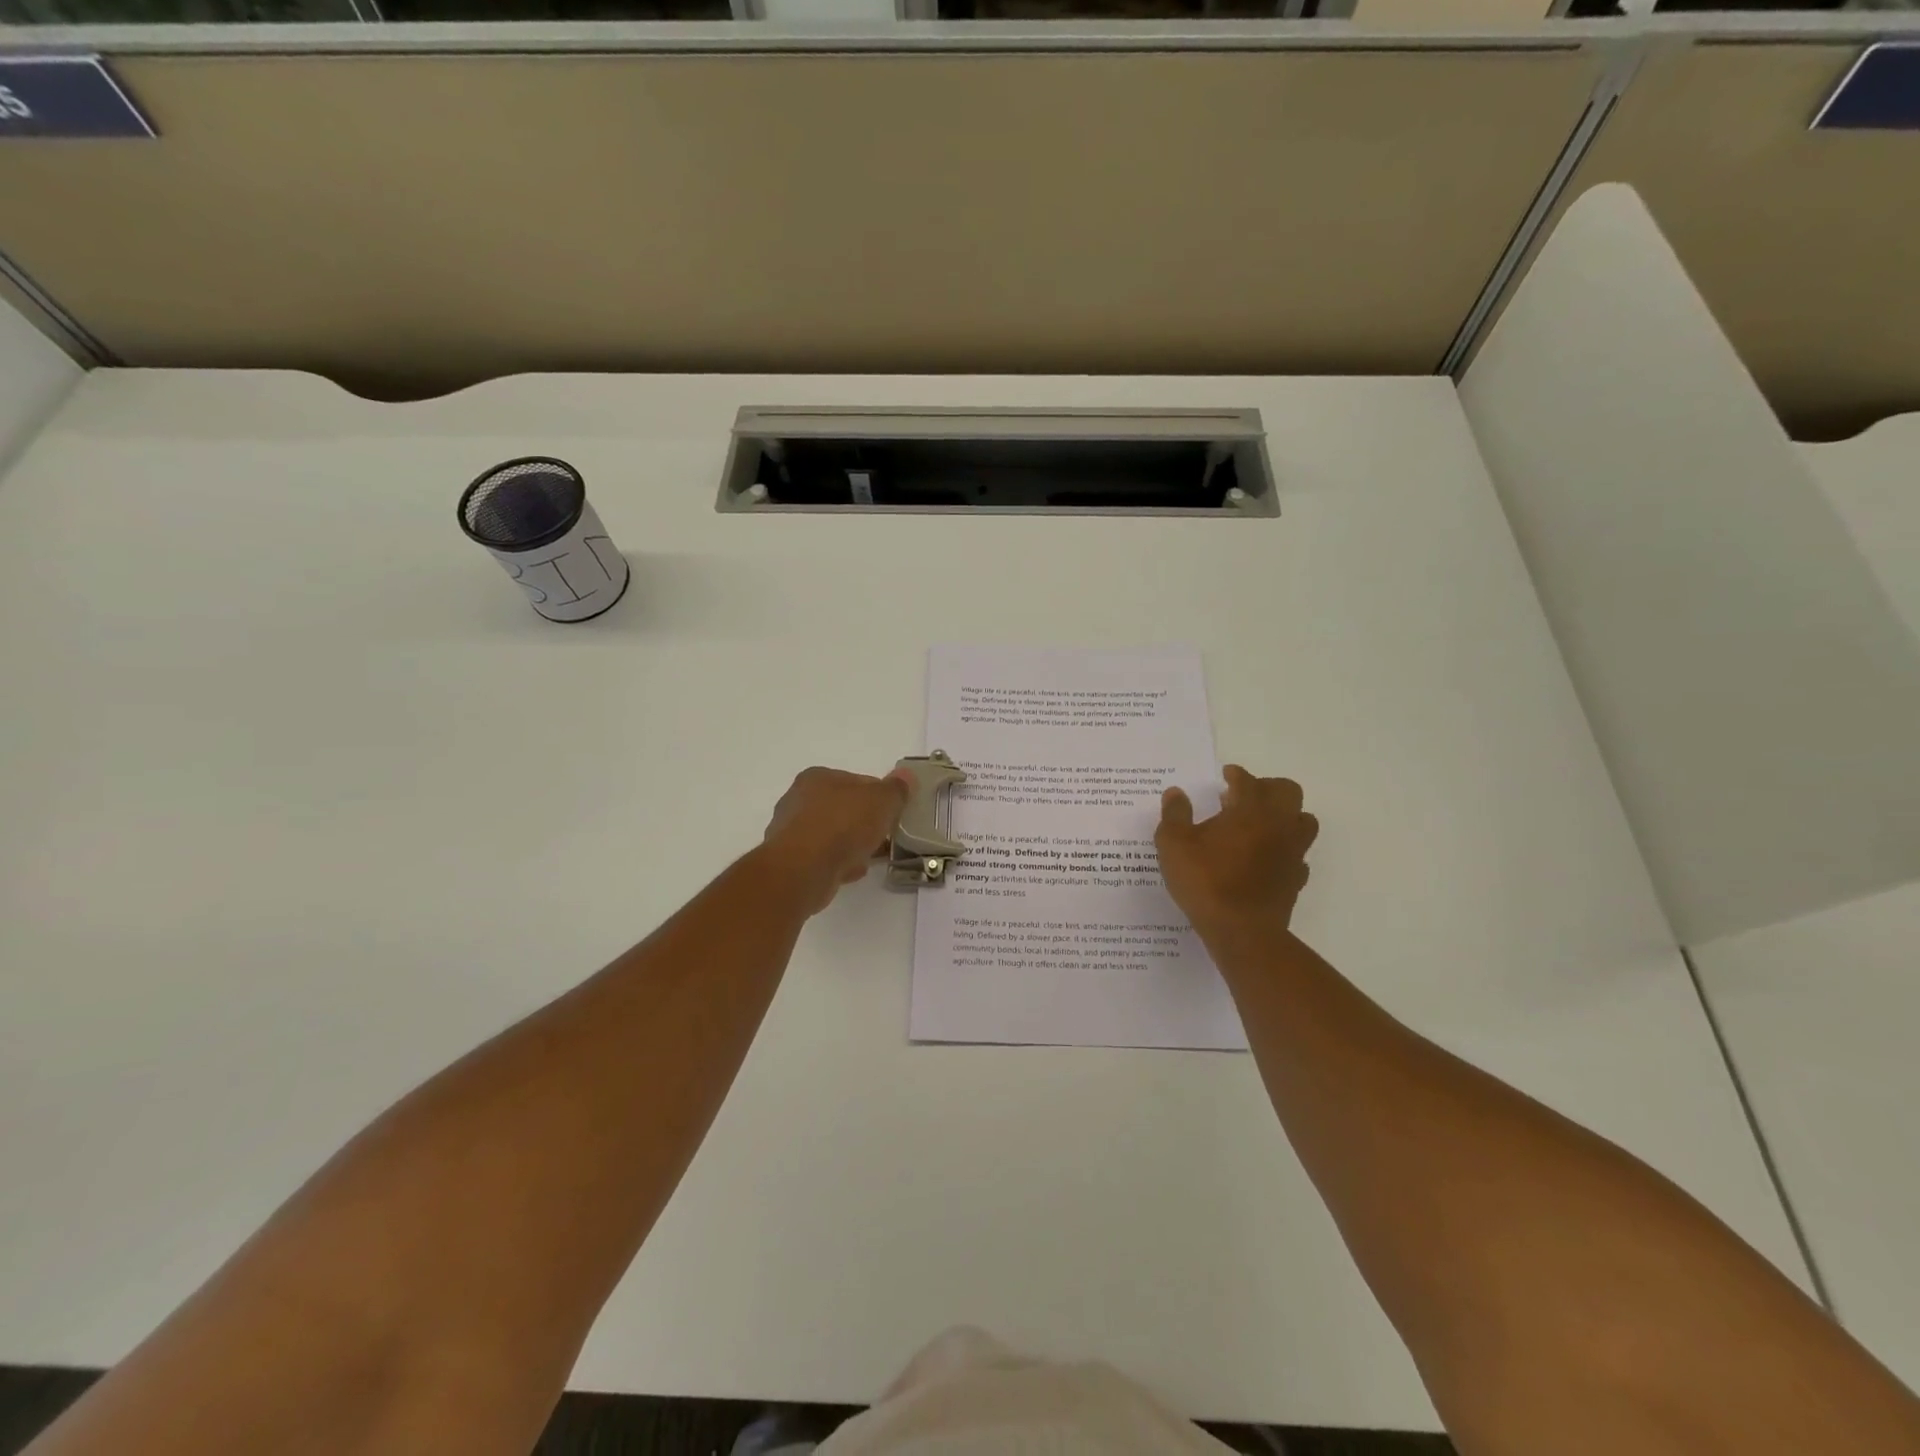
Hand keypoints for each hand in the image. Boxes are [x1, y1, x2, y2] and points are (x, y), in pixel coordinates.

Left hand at [761, 766, 911, 913]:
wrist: (804, 870)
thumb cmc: (843, 825)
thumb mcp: (881, 801)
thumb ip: (896, 789)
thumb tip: (906, 775)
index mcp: (817, 777)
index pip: (857, 781)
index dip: (879, 796)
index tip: (893, 812)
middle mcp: (798, 799)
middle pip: (843, 808)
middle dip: (864, 822)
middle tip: (884, 835)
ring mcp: (791, 832)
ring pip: (832, 834)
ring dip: (851, 844)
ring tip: (870, 856)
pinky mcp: (790, 861)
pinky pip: (823, 857)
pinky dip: (838, 862)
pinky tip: (852, 871)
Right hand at [1156, 765, 1317, 932]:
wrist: (1241, 931)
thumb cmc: (1205, 881)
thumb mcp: (1173, 844)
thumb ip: (1175, 814)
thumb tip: (1175, 793)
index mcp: (1250, 810)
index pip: (1248, 780)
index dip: (1236, 774)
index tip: (1226, 775)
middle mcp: (1278, 824)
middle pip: (1288, 791)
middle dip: (1267, 787)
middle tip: (1243, 796)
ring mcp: (1292, 852)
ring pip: (1303, 820)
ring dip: (1284, 815)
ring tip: (1259, 824)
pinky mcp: (1296, 878)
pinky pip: (1298, 854)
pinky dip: (1285, 848)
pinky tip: (1265, 857)